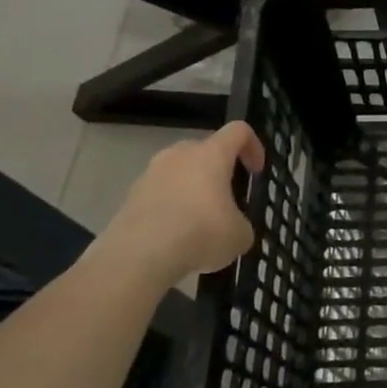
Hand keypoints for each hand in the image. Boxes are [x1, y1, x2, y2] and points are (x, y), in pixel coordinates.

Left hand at [93, 123, 265, 286]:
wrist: (138, 256)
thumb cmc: (200, 233)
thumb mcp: (240, 235)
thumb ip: (242, 224)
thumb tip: (233, 228)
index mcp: (211, 154)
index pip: (238, 131)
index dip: (253, 146)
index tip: (256, 172)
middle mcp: (179, 155)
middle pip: (205, 150)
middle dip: (219, 171)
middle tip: (227, 200)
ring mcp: (150, 174)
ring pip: (179, 173)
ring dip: (192, 190)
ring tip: (199, 223)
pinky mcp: (130, 196)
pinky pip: (159, 194)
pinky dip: (171, 208)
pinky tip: (176, 237)